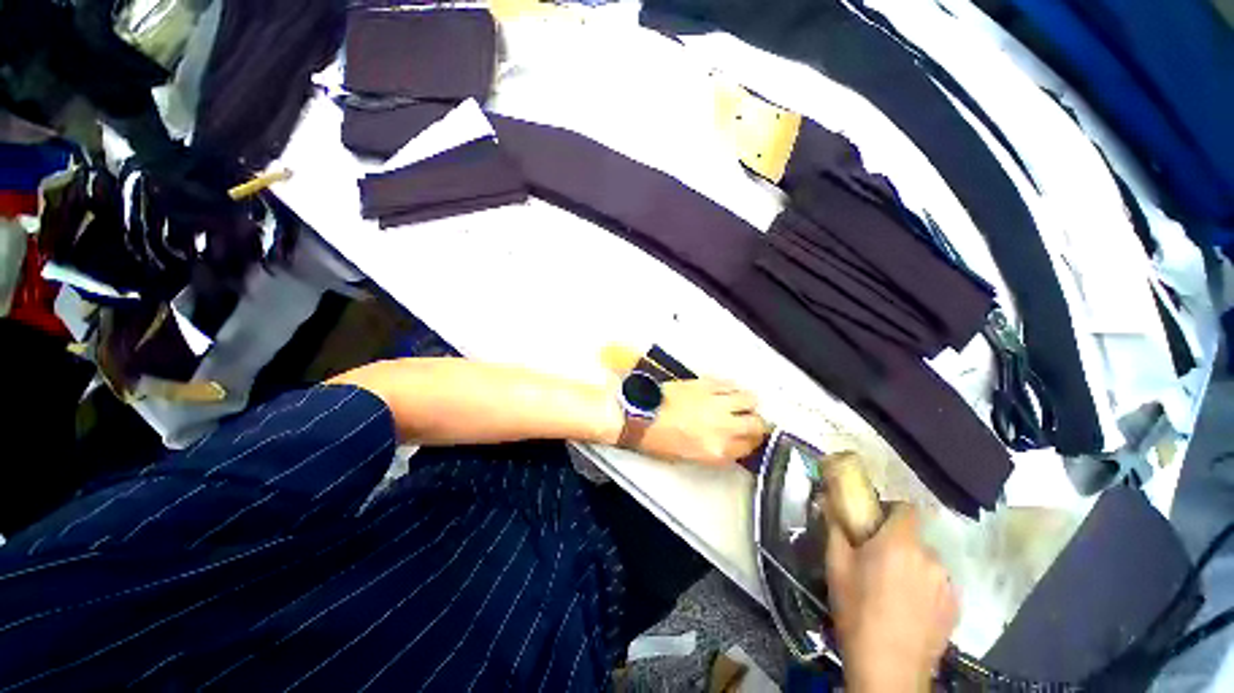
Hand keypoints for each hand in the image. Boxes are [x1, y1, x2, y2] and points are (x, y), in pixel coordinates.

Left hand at [636, 379, 768, 463]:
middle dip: (757, 424)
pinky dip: (732, 388)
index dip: (752, 443)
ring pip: (749, 399)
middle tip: (751, 422)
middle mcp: (721, 427)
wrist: (638, 414)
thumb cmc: (655, 437)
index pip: (749, 447)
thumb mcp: (688, 456)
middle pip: (757, 424)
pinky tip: (727, 391)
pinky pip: (730, 384)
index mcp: (715, 450)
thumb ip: (714, 451)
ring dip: (748, 403)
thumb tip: (728, 444)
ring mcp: (715, 403)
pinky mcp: (705, 384)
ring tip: (741, 404)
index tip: (750, 439)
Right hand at [825, 504, 957, 692]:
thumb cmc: (857, 610)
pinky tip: (907, 610)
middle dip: (896, 544)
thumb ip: (835, 528)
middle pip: (914, 538)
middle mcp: (930, 557)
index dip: (890, 511)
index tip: (873, 525)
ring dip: (910, 567)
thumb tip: (830, 502)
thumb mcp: (836, 565)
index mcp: (900, 542)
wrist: (888, 668)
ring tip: (892, 591)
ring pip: (926, 563)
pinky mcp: (955, 608)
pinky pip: (937, 585)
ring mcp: (947, 584)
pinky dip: (924, 588)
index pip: (906, 508)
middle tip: (875, 563)